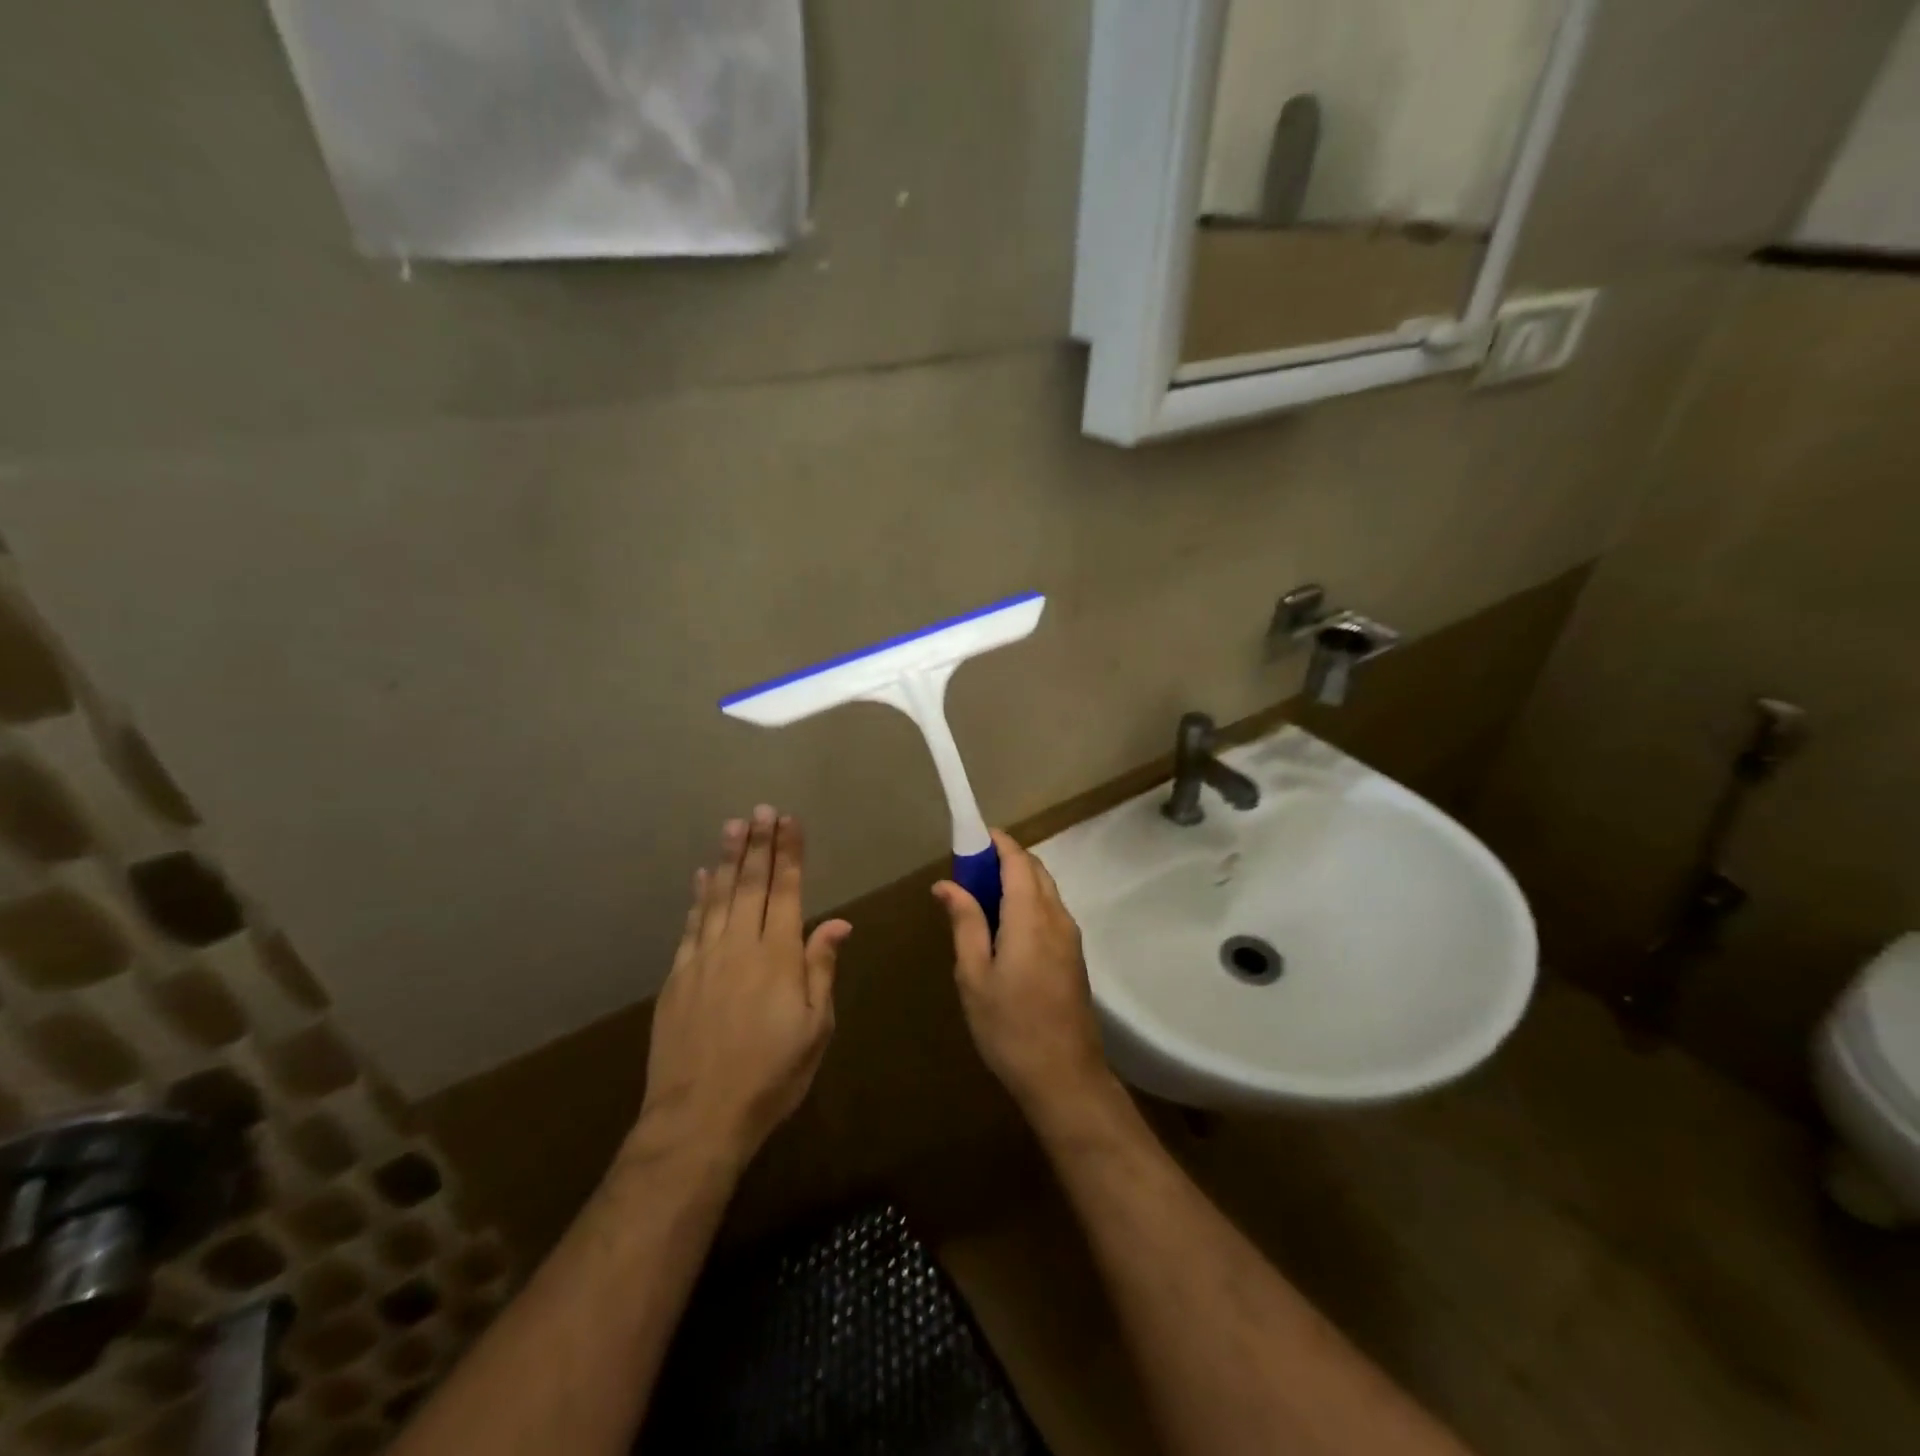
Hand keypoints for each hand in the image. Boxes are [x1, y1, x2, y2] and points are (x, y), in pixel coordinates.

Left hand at [637, 807, 850, 1167]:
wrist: (698, 1117)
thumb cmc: (771, 1076)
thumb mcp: (815, 1028)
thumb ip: (821, 970)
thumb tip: (836, 923)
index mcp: (778, 956)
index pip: (787, 891)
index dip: (789, 854)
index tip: (790, 821)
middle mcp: (740, 946)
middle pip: (751, 884)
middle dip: (758, 844)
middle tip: (761, 809)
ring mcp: (703, 958)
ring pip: (717, 896)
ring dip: (727, 859)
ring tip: (733, 826)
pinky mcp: (677, 976)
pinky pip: (690, 924)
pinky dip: (697, 897)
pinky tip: (700, 877)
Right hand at [933, 830, 1114, 1122]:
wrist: (1065, 1077)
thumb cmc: (1009, 1027)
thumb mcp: (974, 976)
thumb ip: (965, 923)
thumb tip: (947, 884)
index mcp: (1030, 917)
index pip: (1017, 861)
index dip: (997, 842)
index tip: (972, 836)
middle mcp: (1057, 917)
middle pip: (1035, 870)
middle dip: (1005, 859)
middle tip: (969, 869)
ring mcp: (1070, 937)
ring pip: (1045, 890)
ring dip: (1017, 880)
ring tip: (981, 896)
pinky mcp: (1074, 956)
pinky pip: (1050, 911)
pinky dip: (1028, 901)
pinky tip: (1005, 926)